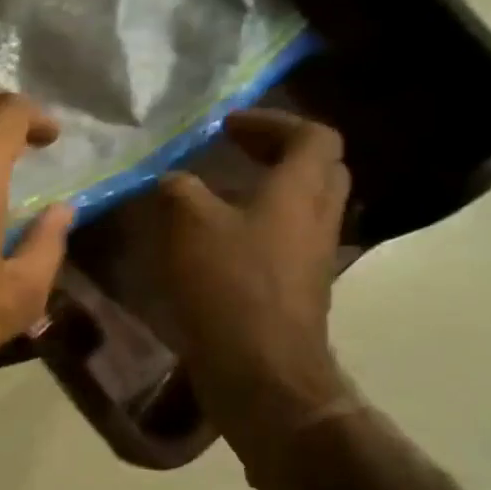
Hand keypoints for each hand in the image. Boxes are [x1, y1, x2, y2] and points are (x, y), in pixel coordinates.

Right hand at [154, 109, 352, 443]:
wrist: (259, 367)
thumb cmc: (228, 284)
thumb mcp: (187, 223)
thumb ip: (178, 188)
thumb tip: (172, 179)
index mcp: (300, 190)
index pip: (312, 135)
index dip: (272, 121)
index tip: (226, 126)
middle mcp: (317, 217)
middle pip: (318, 169)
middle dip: (277, 153)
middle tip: (232, 153)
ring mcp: (312, 256)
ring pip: (301, 207)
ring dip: (266, 192)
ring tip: (216, 196)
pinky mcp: (297, 288)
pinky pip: (284, 240)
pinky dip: (256, 227)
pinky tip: (214, 242)